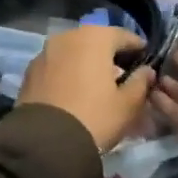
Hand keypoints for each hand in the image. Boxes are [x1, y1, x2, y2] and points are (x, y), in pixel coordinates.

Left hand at [18, 25, 155, 152]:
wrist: (45, 141)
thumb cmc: (95, 117)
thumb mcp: (127, 104)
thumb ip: (141, 82)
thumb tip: (146, 70)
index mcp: (94, 38)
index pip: (123, 36)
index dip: (138, 48)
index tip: (146, 61)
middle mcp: (67, 36)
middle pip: (96, 41)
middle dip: (110, 55)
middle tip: (123, 74)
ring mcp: (45, 52)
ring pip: (74, 52)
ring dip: (87, 63)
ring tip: (98, 85)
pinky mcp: (30, 70)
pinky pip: (57, 65)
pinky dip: (68, 72)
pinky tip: (75, 91)